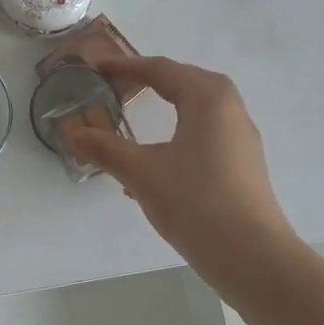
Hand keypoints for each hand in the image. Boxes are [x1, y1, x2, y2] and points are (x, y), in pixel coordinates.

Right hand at [66, 56, 294, 269]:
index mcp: (207, 97)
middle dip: (149, 81)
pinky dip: (179, 131)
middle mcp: (230, 107)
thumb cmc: (195, 203)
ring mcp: (241, 136)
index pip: (161, 70)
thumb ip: (105, 149)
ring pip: (197, 107)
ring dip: (166, 106)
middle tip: (116, 87)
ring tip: (136, 117)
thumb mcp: (142, 173)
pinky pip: (206, 131)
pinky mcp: (244, 162)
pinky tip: (155, 163)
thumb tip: (70, 132)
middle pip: (184, 81)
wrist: (253, 257)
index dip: (126, 67)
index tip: (97, 68)